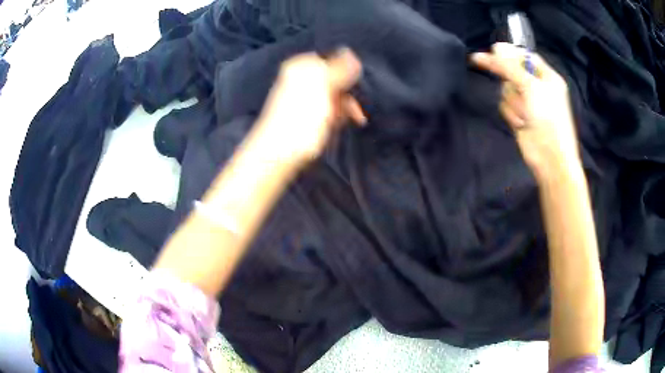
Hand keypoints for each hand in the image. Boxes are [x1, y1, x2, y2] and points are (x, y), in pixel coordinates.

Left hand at [254, 48, 365, 167]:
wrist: (279, 152)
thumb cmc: (302, 115)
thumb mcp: (323, 84)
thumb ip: (339, 68)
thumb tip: (351, 53)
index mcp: (301, 65)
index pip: (331, 59)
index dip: (348, 70)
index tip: (358, 84)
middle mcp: (301, 79)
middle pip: (334, 78)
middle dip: (348, 91)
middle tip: (357, 105)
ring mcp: (304, 98)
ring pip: (334, 95)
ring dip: (346, 105)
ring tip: (355, 118)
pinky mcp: (307, 116)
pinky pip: (329, 109)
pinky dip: (338, 115)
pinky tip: (341, 124)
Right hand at [472, 43, 580, 179]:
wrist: (550, 158)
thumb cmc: (548, 119)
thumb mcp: (531, 87)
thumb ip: (511, 66)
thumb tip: (495, 47)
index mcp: (546, 76)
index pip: (525, 56)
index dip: (510, 53)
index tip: (493, 51)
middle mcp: (537, 86)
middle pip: (512, 71)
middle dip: (511, 82)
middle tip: (514, 88)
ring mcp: (528, 102)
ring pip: (506, 89)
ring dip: (512, 101)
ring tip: (524, 116)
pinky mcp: (519, 115)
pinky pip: (505, 104)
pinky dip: (511, 113)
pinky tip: (521, 123)